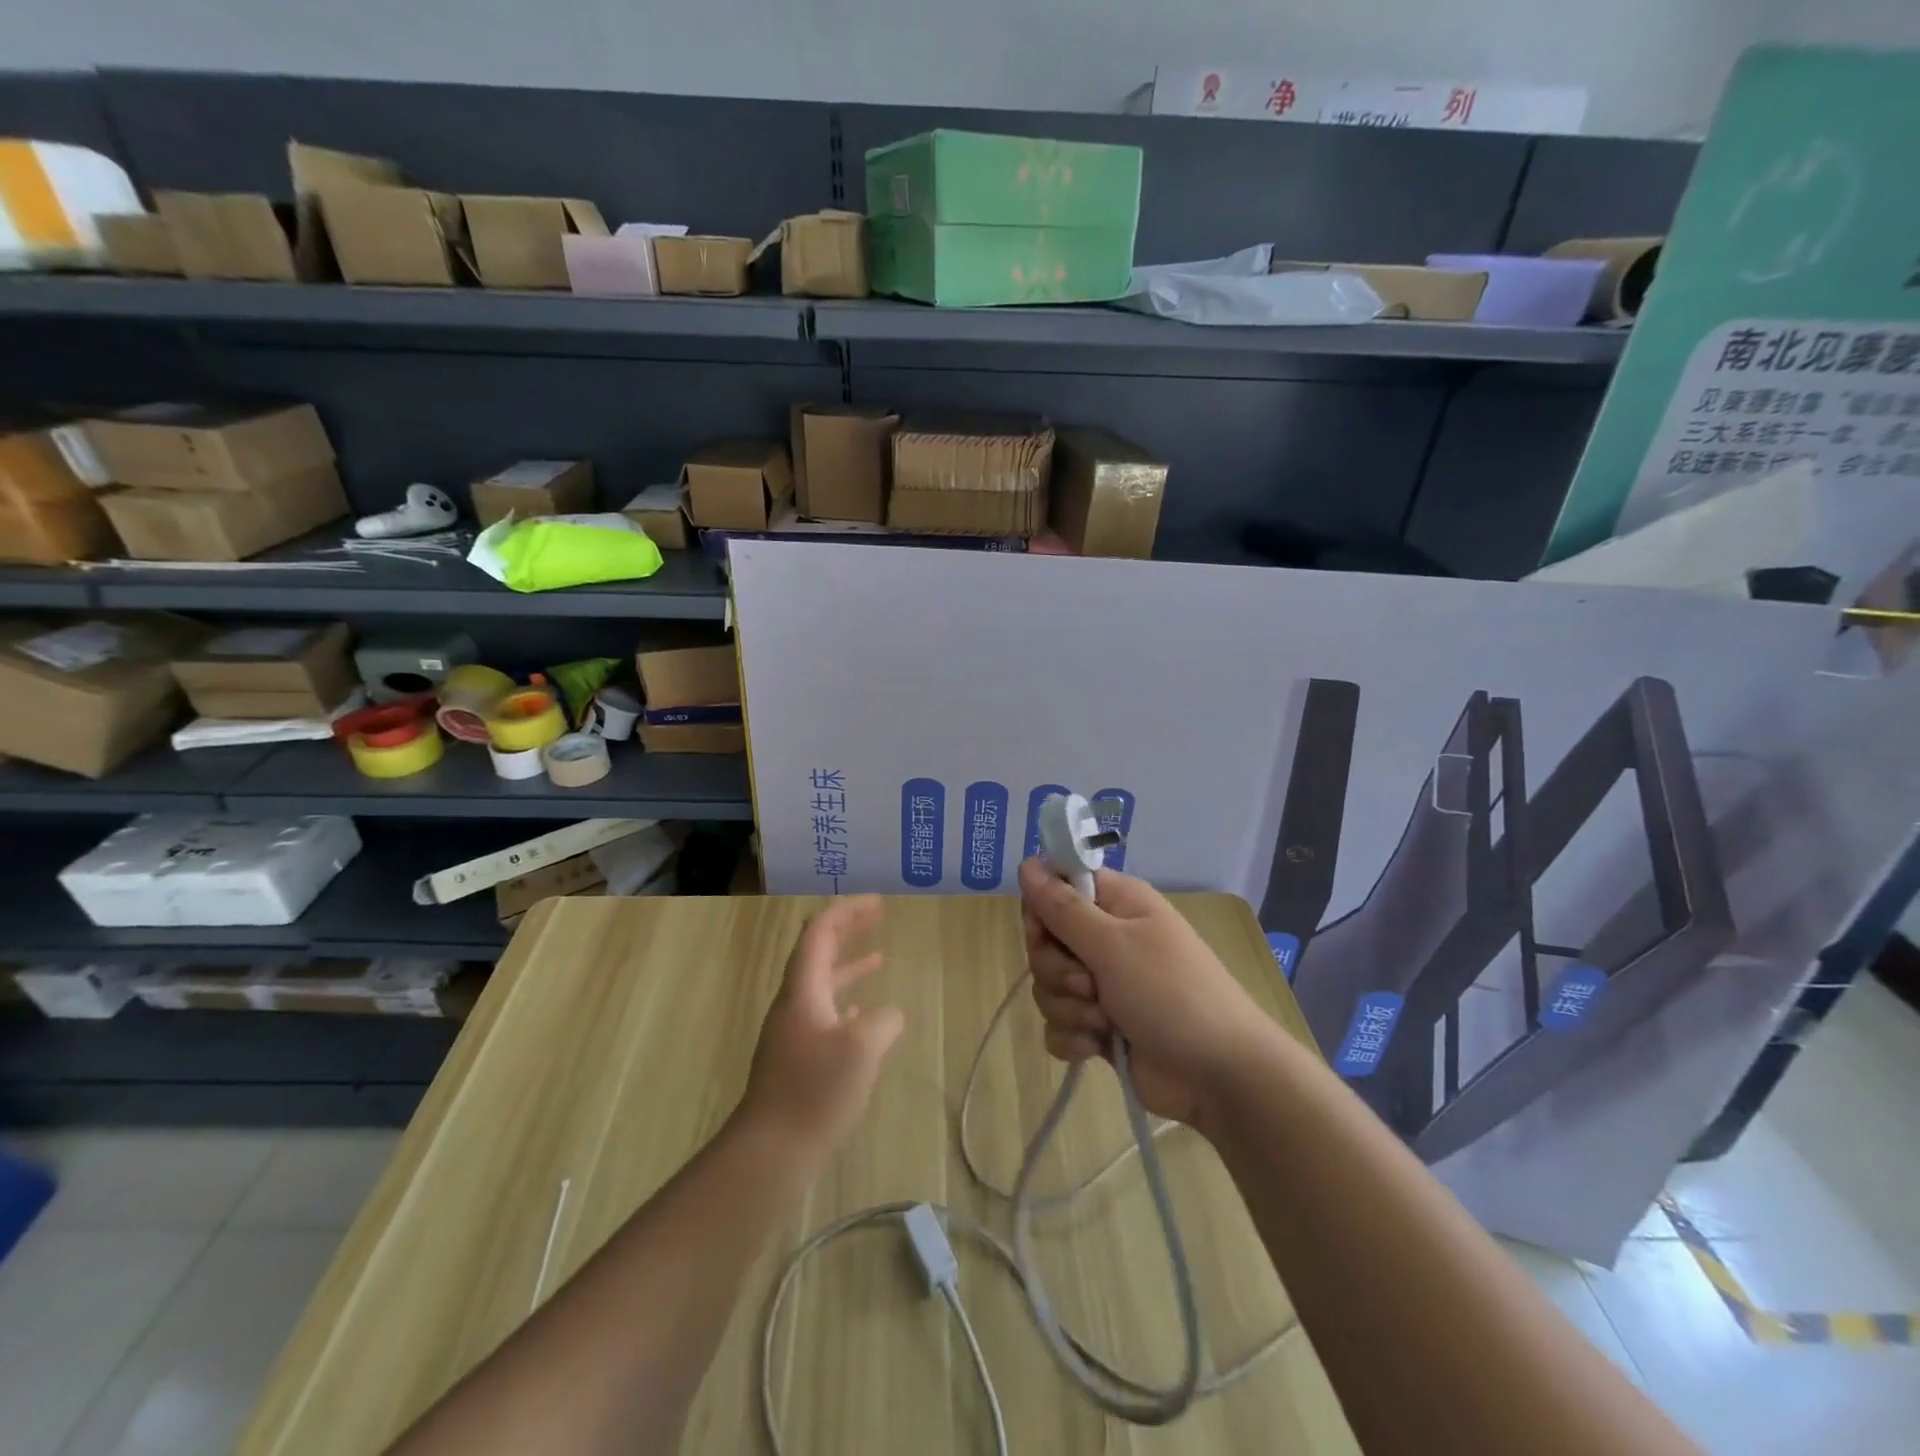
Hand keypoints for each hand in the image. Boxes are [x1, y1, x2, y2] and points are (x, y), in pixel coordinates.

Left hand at [740, 895, 905, 1165]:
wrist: (770, 1152)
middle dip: (847, 929)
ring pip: (822, 985)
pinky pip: (824, 1014)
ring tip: (878, 958)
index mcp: (803, 990)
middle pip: (817, 952)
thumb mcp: (863, 1048)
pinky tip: (864, 1016)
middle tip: (877, 915)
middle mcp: (794, 1004)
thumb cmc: (815, 1091)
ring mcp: (792, 1033)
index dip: (848, 911)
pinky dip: (846, 1002)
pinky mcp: (796, 1060)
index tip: (877, 903)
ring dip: (849, 966)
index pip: (820, 932)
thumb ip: (883, 1020)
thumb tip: (888, 1015)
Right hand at [1020, 858, 1266, 1132]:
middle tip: (1090, 984)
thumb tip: (1026, 862)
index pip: (1055, 888)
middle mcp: (1106, 938)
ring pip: (1048, 986)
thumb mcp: (1114, 944)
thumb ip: (1062, 906)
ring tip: (1104, 1022)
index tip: (1046, 932)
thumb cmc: (1171, 993)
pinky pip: (1059, 1025)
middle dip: (1056, 970)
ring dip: (1069, 1008)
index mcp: (1115, 904)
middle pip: (1044, 942)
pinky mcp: (1099, 1027)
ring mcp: (1102, 985)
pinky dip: (1073, 1038)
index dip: (1041, 911)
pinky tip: (1097, 1047)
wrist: (1219, 1075)